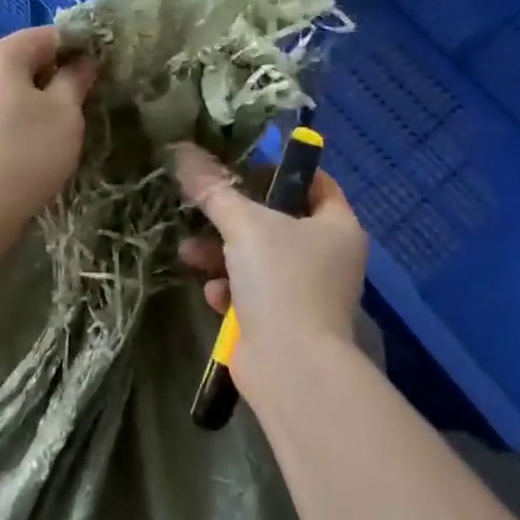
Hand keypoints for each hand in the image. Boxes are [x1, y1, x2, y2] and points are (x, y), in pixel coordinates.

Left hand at [0, 26, 97, 246]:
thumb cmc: (23, 154)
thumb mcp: (64, 114)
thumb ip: (75, 80)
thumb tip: (82, 62)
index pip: (47, 35)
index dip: (79, 47)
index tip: (101, 71)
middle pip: (21, 60)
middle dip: (53, 76)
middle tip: (82, 103)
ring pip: (4, 90)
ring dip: (31, 102)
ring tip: (56, 130)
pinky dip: (10, 123)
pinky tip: (24, 150)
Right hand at [171, 142, 368, 387]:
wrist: (290, 368)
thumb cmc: (281, 281)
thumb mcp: (245, 225)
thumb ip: (214, 189)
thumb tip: (182, 151)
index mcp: (337, 226)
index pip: (314, 182)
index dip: (278, 169)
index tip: (240, 166)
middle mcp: (327, 256)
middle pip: (276, 220)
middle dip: (232, 217)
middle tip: (202, 207)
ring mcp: (305, 290)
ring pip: (256, 257)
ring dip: (220, 254)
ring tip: (190, 253)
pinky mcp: (281, 320)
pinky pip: (250, 291)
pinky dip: (230, 290)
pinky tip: (214, 295)